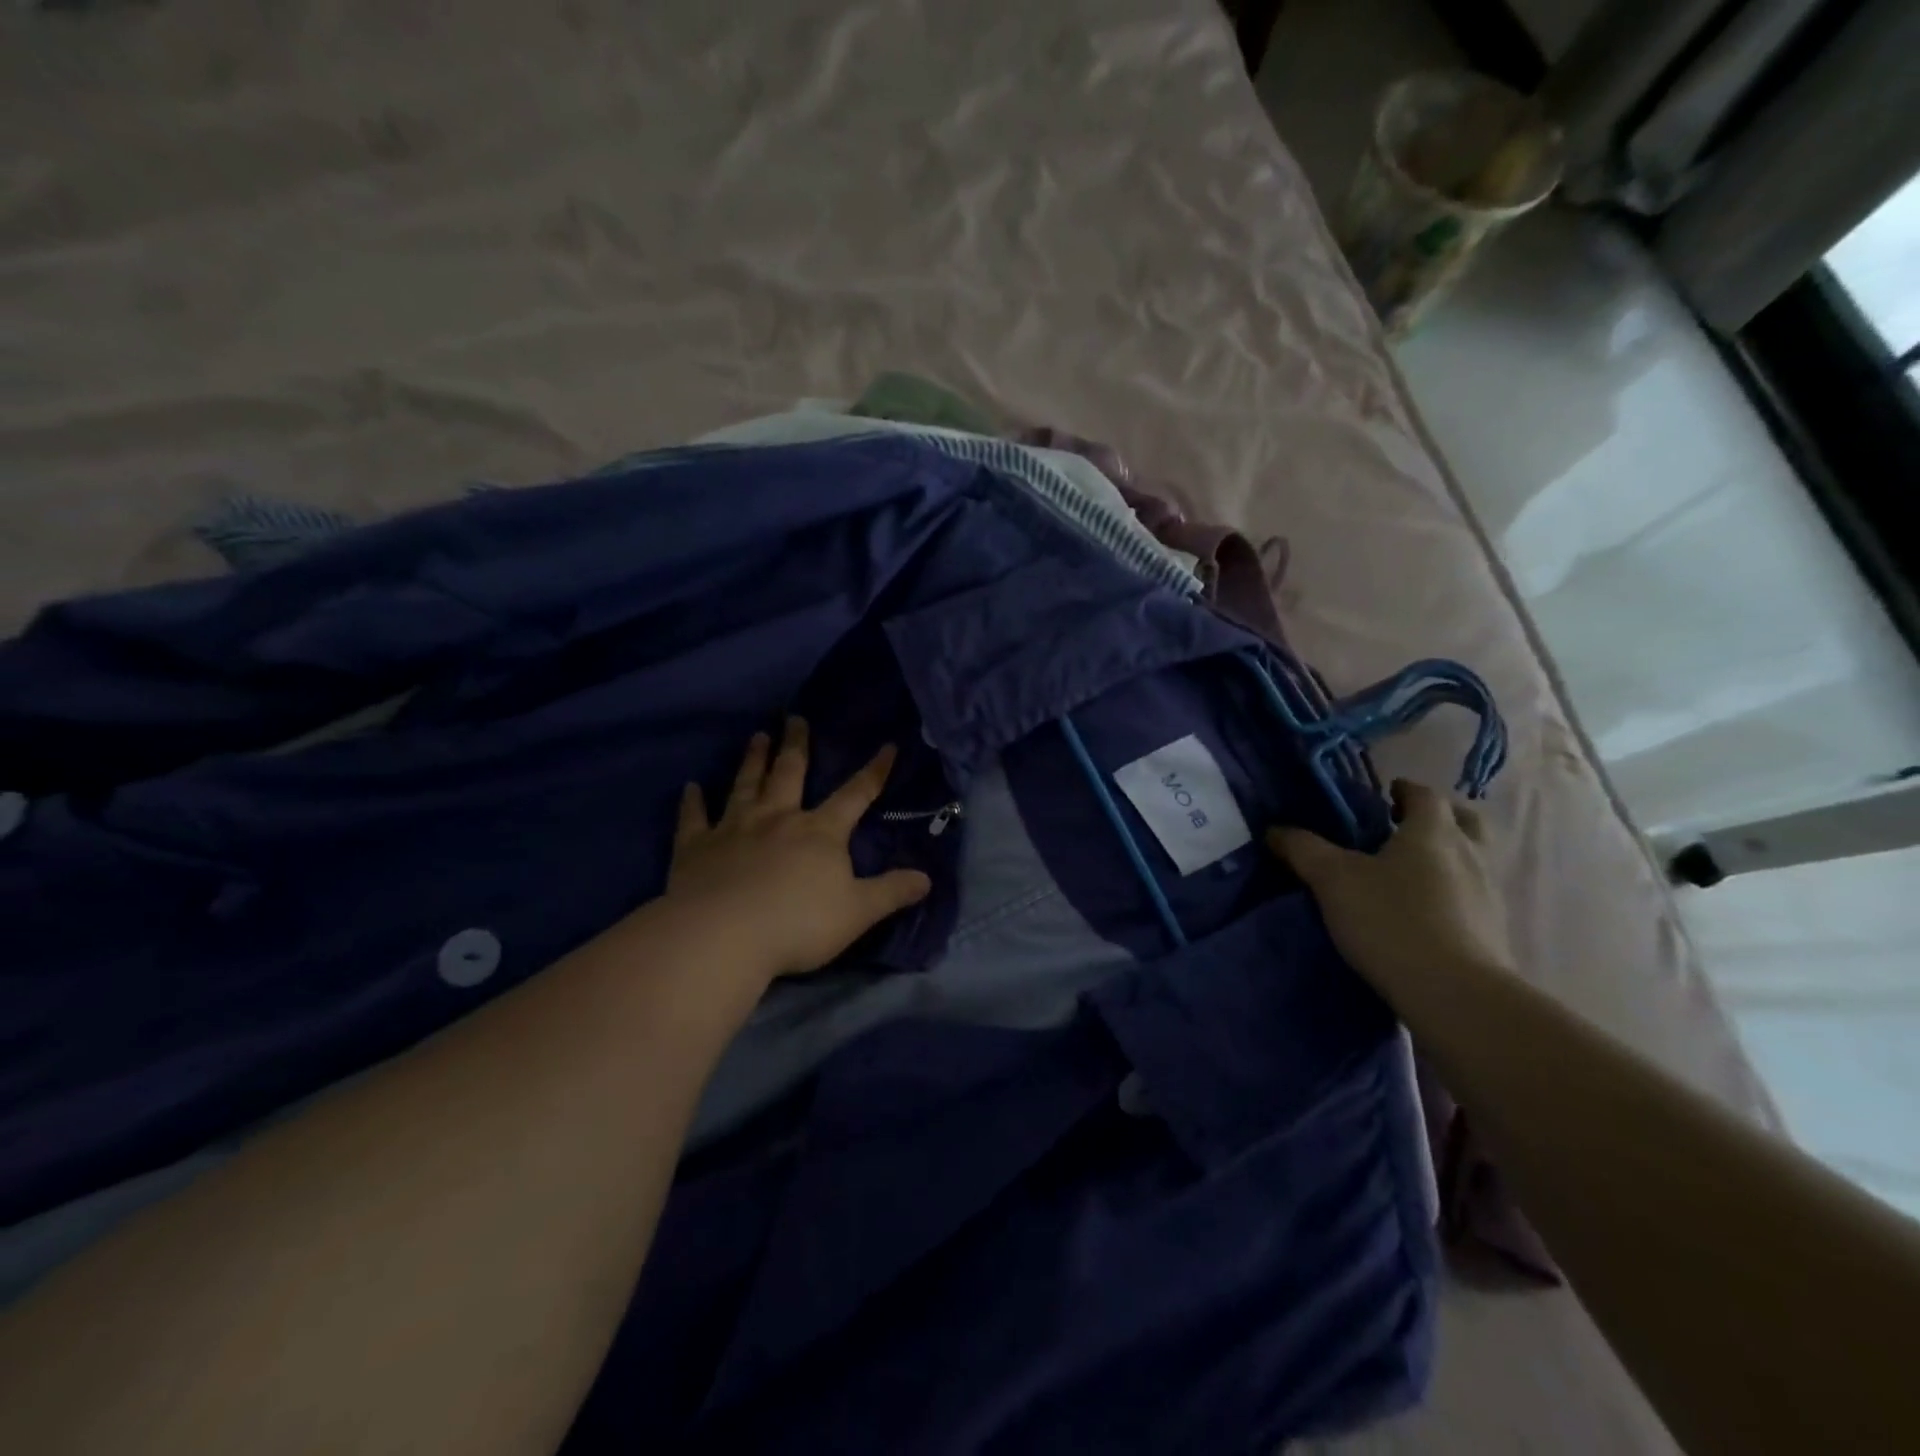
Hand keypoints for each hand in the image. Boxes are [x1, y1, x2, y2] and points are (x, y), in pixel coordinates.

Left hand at [667, 717, 933, 977]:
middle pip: (790, 774)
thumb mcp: (858, 912)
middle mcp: (778, 819)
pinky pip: (694, 819)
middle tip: (795, 717)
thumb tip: (926, 878)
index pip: (855, 795)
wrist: (724, 936)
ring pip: (746, 785)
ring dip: (752, 760)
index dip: (874, 771)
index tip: (887, 745)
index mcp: (820, 832)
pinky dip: (693, 802)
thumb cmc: (799, 924)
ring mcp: (734, 829)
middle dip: (796, 745)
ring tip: (757, 736)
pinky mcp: (696, 848)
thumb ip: (892, 892)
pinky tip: (690, 787)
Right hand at [1267, 779, 1512, 994]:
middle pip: (1464, 821)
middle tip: (1403, 828)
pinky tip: (1426, 914)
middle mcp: (1470, 854)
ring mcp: (1490, 895)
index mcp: (1433, 832)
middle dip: (1437, 818)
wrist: (1455, 995)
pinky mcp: (1495, 933)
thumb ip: (1303, 849)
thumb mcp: (1332, 880)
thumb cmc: (1391, 920)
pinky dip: (1453, 895)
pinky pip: (1474, 898)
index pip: (1425, 794)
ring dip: (1448, 857)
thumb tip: (1275, 829)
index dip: (1404, 790)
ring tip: (1409, 875)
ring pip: (1473, 860)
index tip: (1384, 795)